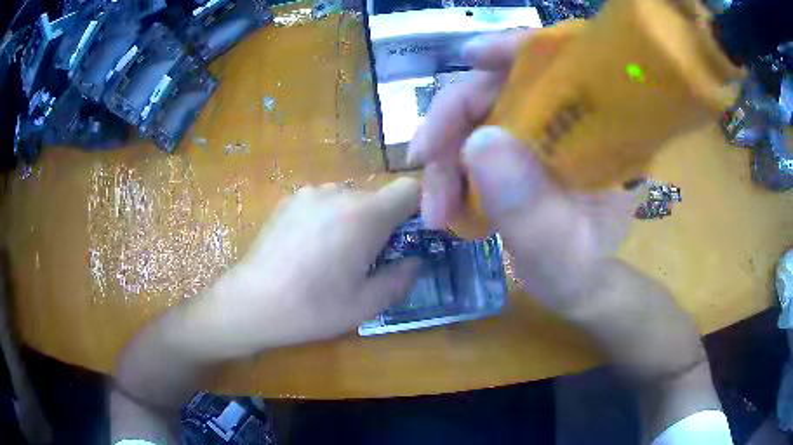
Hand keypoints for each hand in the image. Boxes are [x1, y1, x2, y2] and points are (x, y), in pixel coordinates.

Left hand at [187, 178, 420, 356]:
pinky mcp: (288, 199)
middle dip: (382, 223)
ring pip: (349, 199)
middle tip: (367, 259)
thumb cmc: (313, 307)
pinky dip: (327, 219)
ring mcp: (309, 193)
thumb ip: (401, 278)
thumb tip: (413, 261)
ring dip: (353, 221)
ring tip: (332, 256)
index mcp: (364, 215)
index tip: (407, 238)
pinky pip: (323, 202)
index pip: (410, 189)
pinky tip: (307, 249)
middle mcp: (338, 192)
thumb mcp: (367, 304)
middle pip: (377, 197)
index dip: (418, 209)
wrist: (251, 302)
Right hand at [409, 31, 636, 312]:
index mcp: (601, 135)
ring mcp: (540, 134)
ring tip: (434, 208)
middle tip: (423, 160)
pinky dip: (450, 168)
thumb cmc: (579, 272)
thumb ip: (528, 208)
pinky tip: (443, 204)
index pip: (564, 65)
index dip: (518, 49)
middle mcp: (570, 123)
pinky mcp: (518, 150)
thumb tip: (477, 144)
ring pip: (479, 115)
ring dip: (445, 155)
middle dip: (455, 118)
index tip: (471, 56)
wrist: (575, 285)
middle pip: (505, 86)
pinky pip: (473, 139)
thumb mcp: (558, 252)